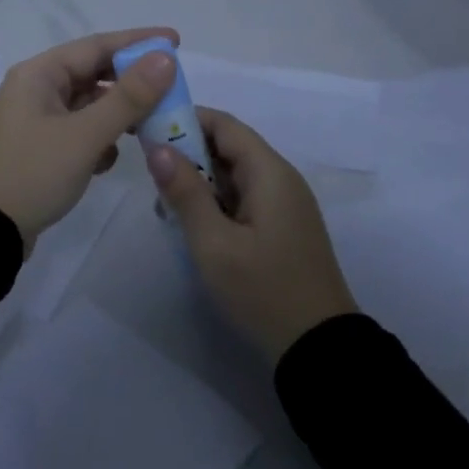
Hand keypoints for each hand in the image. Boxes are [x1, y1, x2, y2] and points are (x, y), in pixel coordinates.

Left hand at [0, 28, 181, 249]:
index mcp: (38, 75)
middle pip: (92, 74)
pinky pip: (76, 133)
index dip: (138, 42)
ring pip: (86, 106)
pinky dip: (96, 141)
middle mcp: (33, 90)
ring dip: (116, 115)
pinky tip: (107, 161)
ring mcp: (32, 122)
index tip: (175, 41)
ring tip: (148, 128)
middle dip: (130, 84)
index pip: (97, 45)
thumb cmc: (30, 174)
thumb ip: (128, 97)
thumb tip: (165, 59)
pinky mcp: (35, 151)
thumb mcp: (83, 136)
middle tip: (170, 91)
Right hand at [147, 108, 357, 361]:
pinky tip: (192, 225)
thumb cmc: (264, 291)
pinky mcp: (282, 226)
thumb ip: (185, 192)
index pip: (224, 125)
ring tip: (165, 205)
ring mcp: (284, 204)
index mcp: (269, 172)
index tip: (148, 129)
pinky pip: (243, 198)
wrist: (320, 349)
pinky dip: (215, 202)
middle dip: (188, 153)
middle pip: (229, 147)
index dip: (186, 119)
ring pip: (234, 174)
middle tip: (151, 174)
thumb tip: (158, 148)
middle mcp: (280, 178)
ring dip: (199, 181)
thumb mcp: (214, 244)